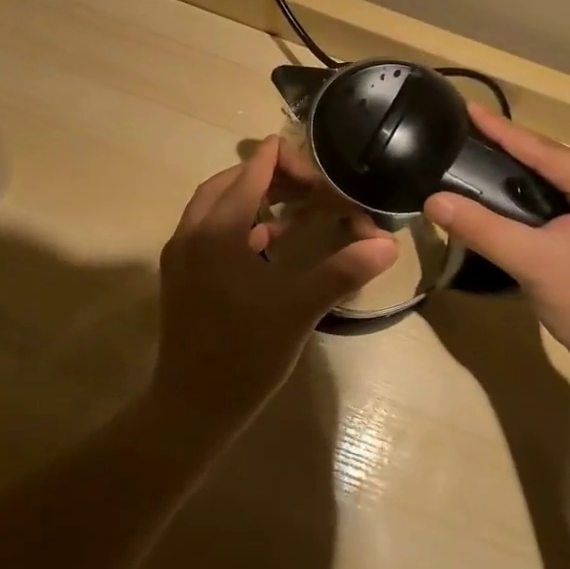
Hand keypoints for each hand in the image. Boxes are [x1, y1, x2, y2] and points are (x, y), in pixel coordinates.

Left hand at [154, 137, 396, 429]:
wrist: (191, 408)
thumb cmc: (245, 355)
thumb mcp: (299, 309)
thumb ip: (343, 270)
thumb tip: (388, 244)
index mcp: (217, 231)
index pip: (251, 172)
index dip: (284, 161)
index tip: (318, 170)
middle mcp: (192, 232)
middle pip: (230, 182)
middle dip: (269, 175)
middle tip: (309, 186)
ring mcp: (181, 254)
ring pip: (215, 204)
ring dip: (251, 196)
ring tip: (292, 205)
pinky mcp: (181, 275)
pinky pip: (208, 229)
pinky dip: (238, 222)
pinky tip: (267, 240)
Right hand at [422, 104, 569, 382]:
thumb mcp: (532, 262)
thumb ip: (482, 227)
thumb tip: (432, 199)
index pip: (547, 152)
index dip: (504, 131)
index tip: (468, 108)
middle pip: (552, 162)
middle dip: (510, 147)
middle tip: (466, 130)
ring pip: (556, 181)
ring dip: (518, 171)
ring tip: (478, 152)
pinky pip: (560, 201)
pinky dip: (530, 196)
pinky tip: (503, 192)